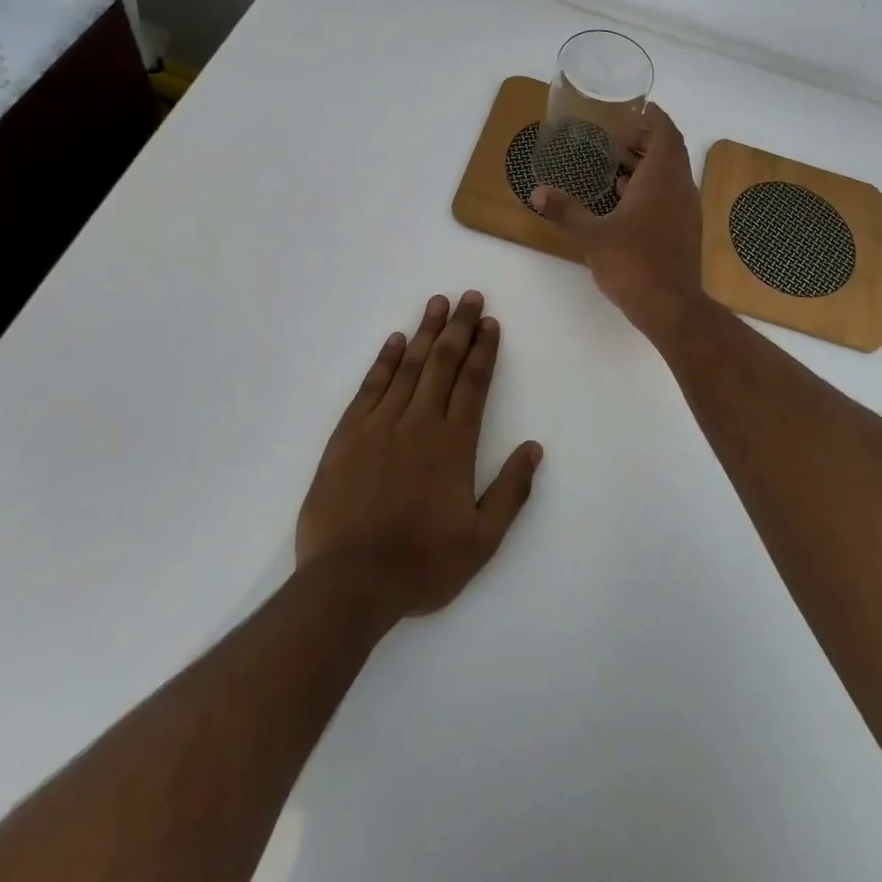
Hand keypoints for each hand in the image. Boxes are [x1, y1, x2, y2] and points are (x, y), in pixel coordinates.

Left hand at [296, 292, 541, 621]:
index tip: (490, 322)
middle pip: (443, 363)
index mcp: (454, 445)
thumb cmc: (421, 565)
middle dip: (459, 327)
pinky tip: (395, 341)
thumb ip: (511, 492)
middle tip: (469, 297)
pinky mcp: (347, 436)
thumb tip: (534, 448)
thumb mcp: (482, 541)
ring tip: (437, 303)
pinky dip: (384, 361)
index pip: (474, 383)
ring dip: (426, 333)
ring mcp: (380, 426)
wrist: (349, 584)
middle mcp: (419, 424)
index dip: (484, 350)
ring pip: (408, 367)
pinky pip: (370, 388)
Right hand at [530, 102, 708, 345]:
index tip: (641, 107)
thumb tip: (537, 192)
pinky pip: (669, 196)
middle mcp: (679, 188)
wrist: (671, 306)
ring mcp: (685, 211)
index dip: (656, 117)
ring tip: (615, 164)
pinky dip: (650, 188)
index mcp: (661, 179)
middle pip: (668, 152)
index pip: (666, 134)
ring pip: (669, 176)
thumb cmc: (633, 262)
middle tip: (616, 135)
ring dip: (647, 165)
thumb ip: (565, 211)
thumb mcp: (592, 235)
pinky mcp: (684, 231)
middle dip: (645, 140)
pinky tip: (624, 200)